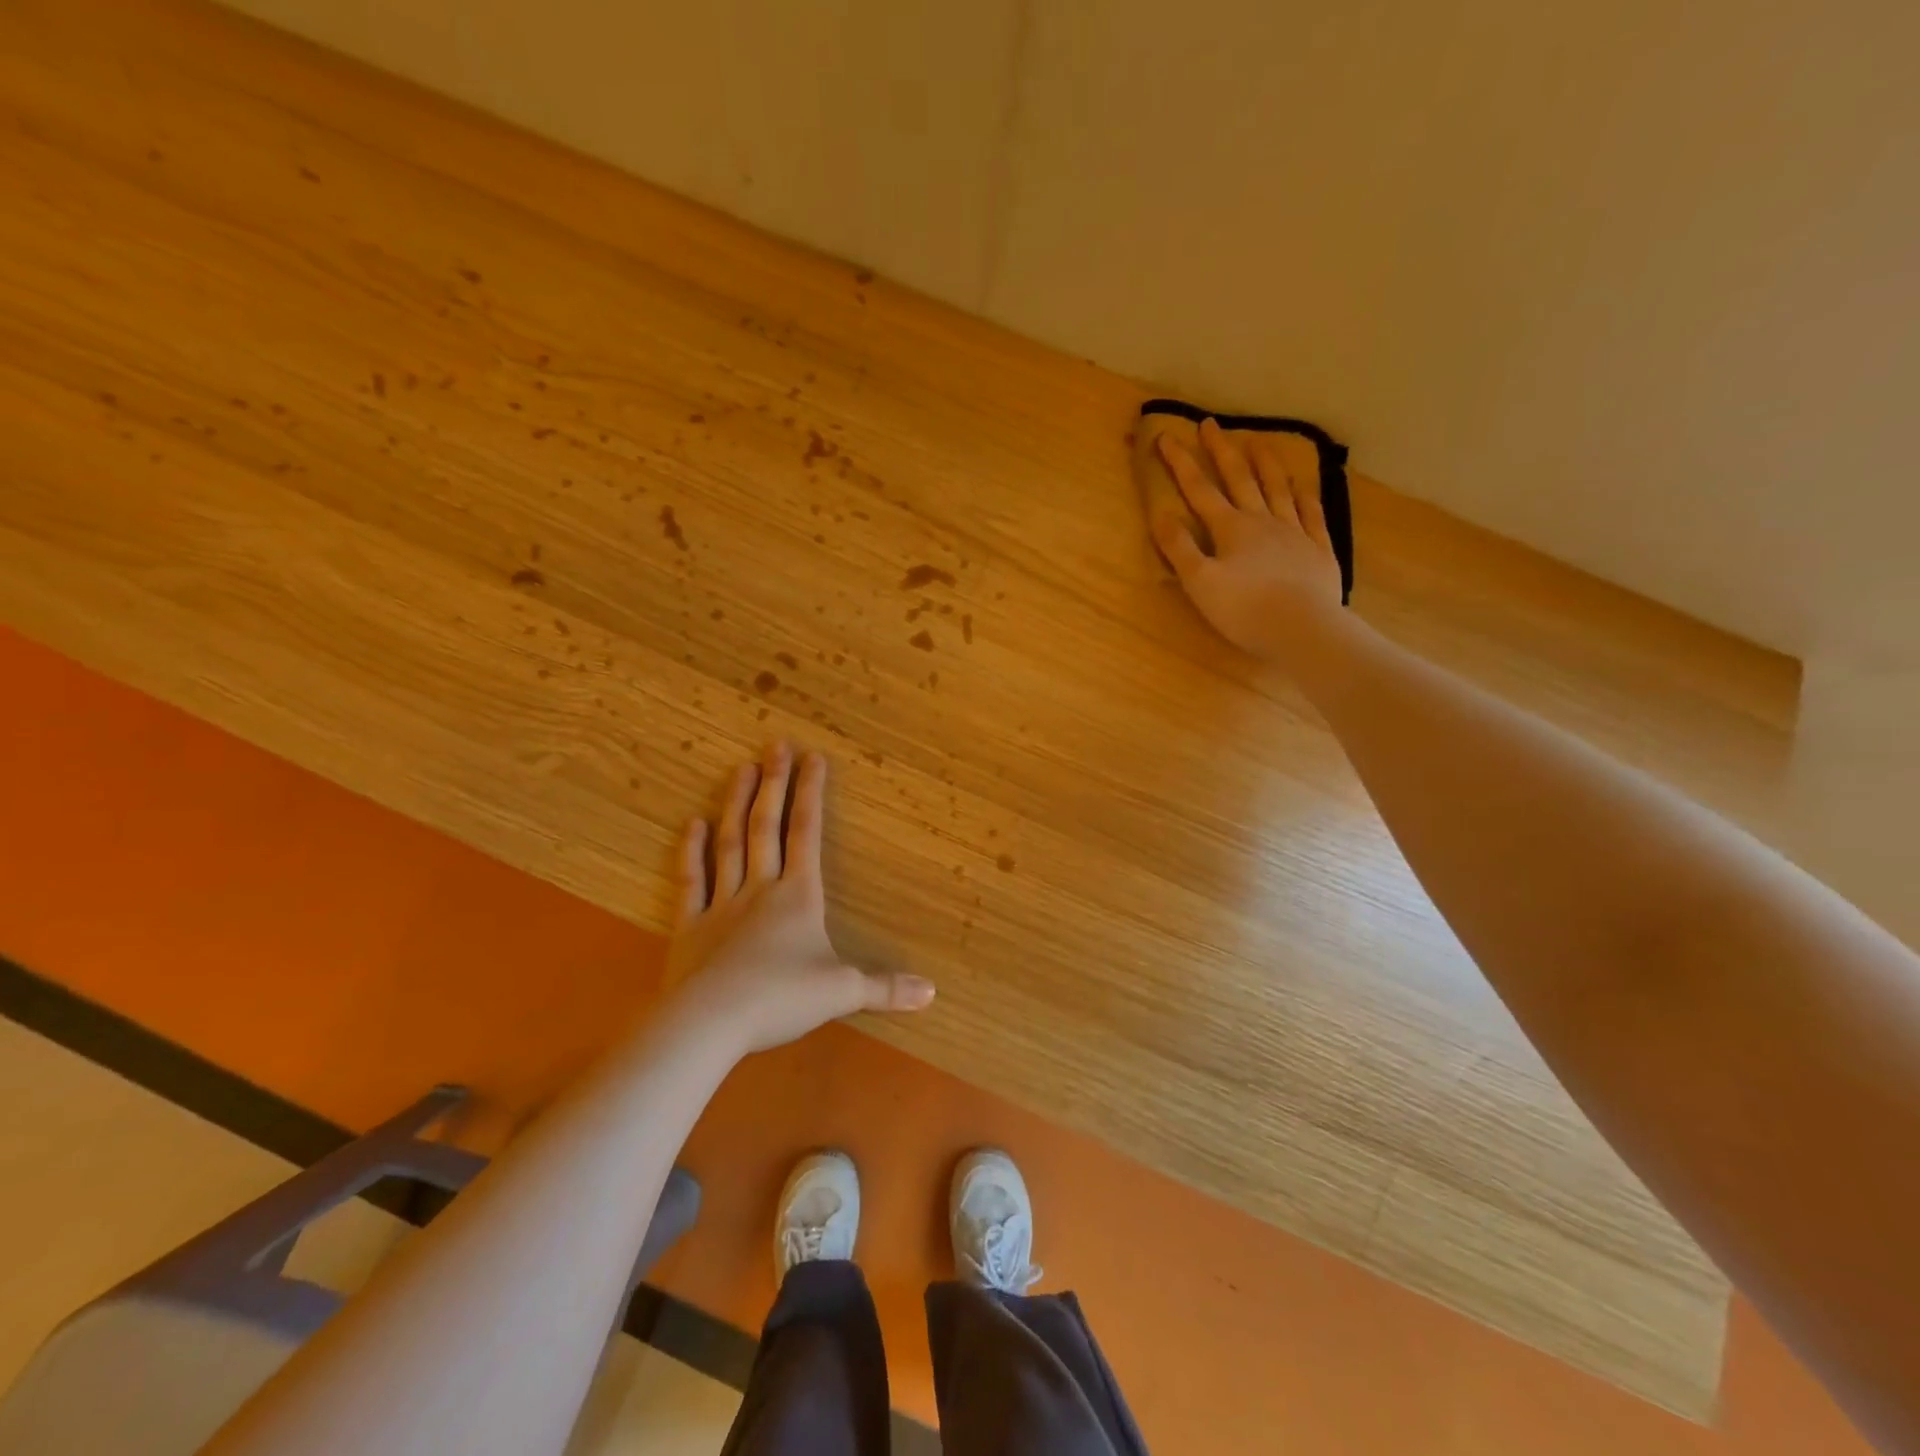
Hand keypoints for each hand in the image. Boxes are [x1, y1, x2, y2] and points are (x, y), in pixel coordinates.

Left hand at [661, 742, 934, 1056]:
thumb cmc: (781, 999)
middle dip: (773, 784)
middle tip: (774, 746)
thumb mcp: (842, 993)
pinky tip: (693, 824)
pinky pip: (692, 882)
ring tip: (740, 769)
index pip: (807, 833)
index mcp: (799, 896)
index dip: (811, 794)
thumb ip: (885, 988)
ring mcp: (722, 905)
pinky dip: (692, 852)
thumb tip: (932, 992)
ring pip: (730, 844)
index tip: (813, 757)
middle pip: (767, 827)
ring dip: (736, 805)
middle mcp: (761, 889)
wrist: (710, 1022)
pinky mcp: (690, 927)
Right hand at [1152, 417, 1346, 669]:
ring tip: (1258, 442)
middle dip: (1222, 451)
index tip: (1167, 436)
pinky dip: (1305, 496)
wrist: (1301, 628)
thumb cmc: (1244, 609)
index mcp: (1230, 529)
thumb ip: (1179, 548)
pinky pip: (1312, 514)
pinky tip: (1303, 486)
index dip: (1180, 463)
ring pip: (1278, 489)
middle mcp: (1262, 521)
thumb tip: (1161, 515)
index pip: (1199, 490)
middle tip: (1211, 423)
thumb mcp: (1199, 582)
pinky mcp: (1318, 550)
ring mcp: (1294, 532)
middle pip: (1240, 479)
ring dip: (1266, 464)